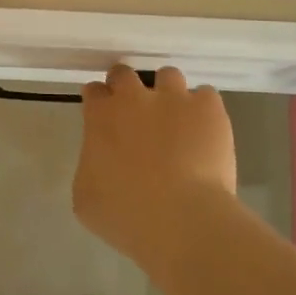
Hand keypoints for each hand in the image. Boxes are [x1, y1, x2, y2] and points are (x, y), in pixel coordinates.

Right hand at [74, 65, 237, 273]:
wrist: (181, 220)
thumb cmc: (126, 216)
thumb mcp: (86, 197)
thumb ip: (91, 166)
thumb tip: (101, 160)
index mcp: (101, 116)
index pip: (94, 92)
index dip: (98, 103)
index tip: (103, 117)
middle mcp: (135, 97)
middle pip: (124, 74)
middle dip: (126, 88)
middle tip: (135, 114)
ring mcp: (175, 98)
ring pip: (168, 76)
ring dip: (167, 93)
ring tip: (175, 119)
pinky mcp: (209, 109)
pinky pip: (206, 95)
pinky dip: (203, 110)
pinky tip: (204, 131)